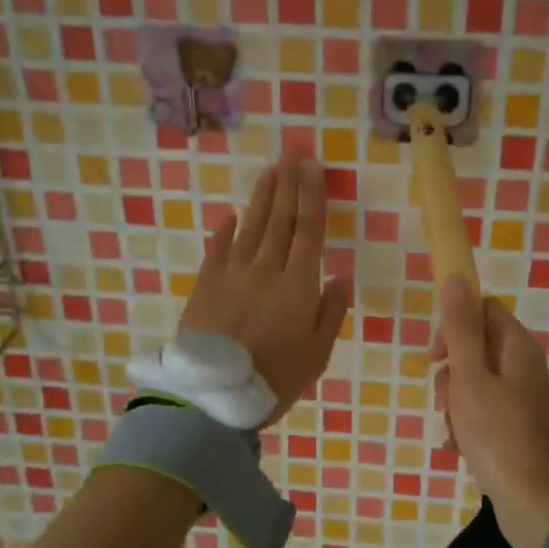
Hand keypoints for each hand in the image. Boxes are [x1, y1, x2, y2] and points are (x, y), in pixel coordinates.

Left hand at [182, 158, 351, 425]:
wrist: (214, 395)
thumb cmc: (275, 378)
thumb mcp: (317, 353)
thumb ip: (331, 312)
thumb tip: (342, 277)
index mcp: (298, 284)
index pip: (309, 230)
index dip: (313, 195)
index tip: (313, 167)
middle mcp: (266, 269)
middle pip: (280, 219)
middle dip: (289, 184)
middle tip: (293, 152)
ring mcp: (232, 273)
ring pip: (251, 226)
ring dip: (262, 196)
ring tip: (270, 171)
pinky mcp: (206, 284)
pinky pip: (218, 248)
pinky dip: (226, 229)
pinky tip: (232, 214)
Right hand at [433, 275, 548, 547]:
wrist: (533, 504)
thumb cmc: (497, 435)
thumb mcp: (469, 377)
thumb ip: (459, 328)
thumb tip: (455, 276)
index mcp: (518, 348)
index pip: (483, 310)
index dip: (454, 325)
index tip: (436, 355)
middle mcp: (525, 368)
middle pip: (477, 349)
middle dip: (451, 372)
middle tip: (444, 400)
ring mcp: (524, 400)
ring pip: (477, 383)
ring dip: (456, 403)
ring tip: (453, 431)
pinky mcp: (519, 428)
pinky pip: (485, 413)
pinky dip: (469, 426)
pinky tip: (460, 449)